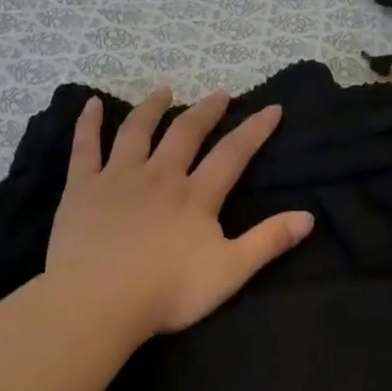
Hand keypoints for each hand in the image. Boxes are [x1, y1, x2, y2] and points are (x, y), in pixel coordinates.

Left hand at [47, 88, 314, 336]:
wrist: (99, 300)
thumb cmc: (168, 292)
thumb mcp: (230, 272)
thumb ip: (268, 241)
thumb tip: (309, 216)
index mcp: (196, 196)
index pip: (232, 154)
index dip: (254, 129)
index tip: (271, 107)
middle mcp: (160, 176)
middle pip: (186, 133)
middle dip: (206, 111)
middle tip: (220, 93)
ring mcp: (118, 178)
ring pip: (138, 131)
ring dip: (153, 107)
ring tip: (164, 90)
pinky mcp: (82, 188)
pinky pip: (85, 147)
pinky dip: (89, 123)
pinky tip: (92, 103)